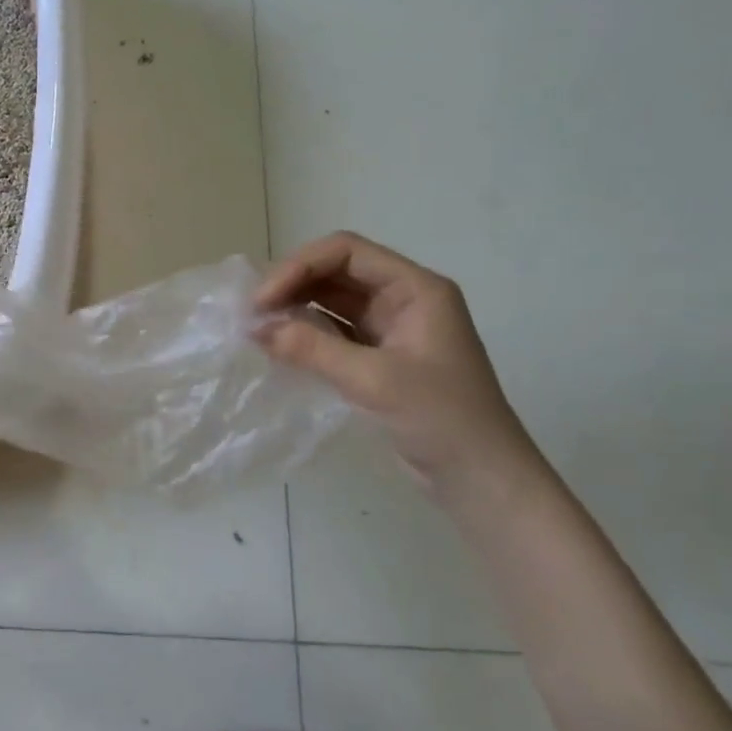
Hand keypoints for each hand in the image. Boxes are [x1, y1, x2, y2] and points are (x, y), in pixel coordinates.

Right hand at [253, 231, 539, 493]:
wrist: (480, 478)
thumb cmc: (440, 419)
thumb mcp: (373, 380)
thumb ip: (313, 349)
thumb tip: (255, 328)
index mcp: (415, 289)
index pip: (346, 252)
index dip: (299, 267)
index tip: (263, 301)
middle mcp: (402, 299)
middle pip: (336, 272)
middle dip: (292, 285)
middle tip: (252, 314)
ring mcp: (391, 328)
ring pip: (332, 301)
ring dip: (294, 308)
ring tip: (257, 328)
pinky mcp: (379, 357)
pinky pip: (334, 331)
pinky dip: (305, 334)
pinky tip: (278, 346)